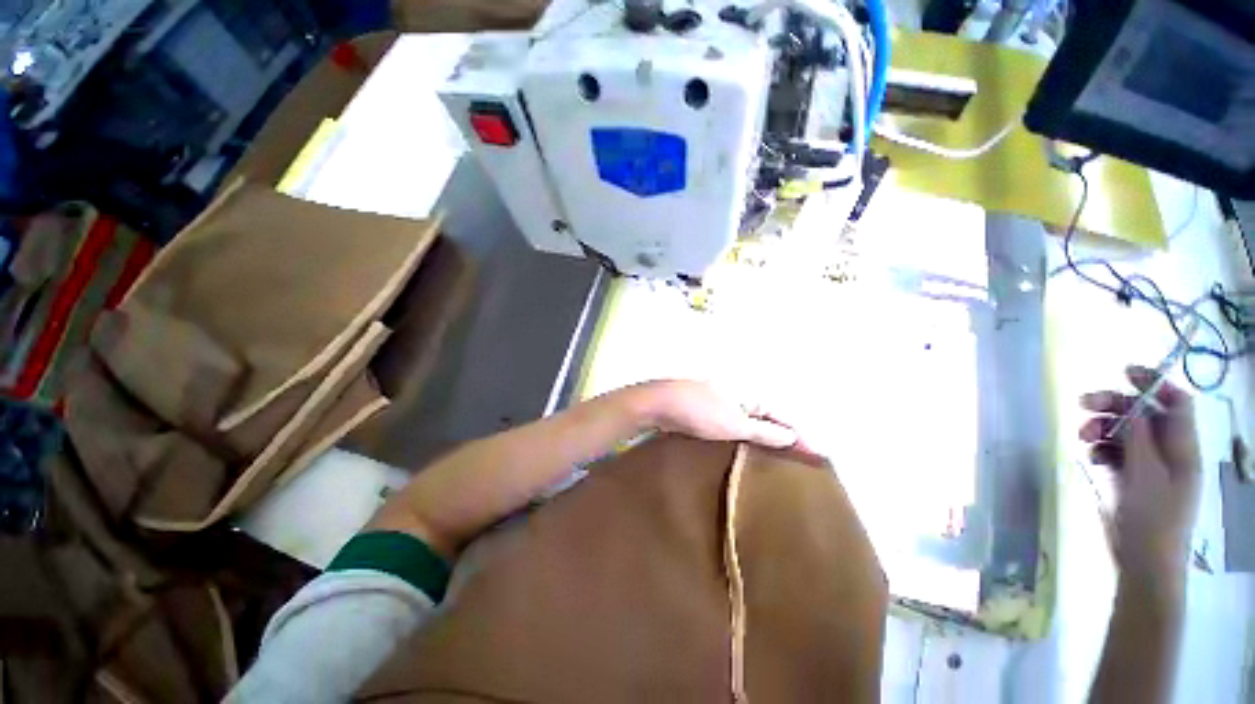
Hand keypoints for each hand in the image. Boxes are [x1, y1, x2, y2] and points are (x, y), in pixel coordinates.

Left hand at [644, 380, 800, 449]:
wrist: (662, 404)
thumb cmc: (700, 412)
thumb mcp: (735, 424)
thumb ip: (764, 431)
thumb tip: (792, 436)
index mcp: (751, 395)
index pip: (783, 417)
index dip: (801, 436)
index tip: (819, 454)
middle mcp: (741, 394)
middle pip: (770, 417)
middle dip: (785, 436)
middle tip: (801, 458)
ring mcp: (724, 401)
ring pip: (752, 421)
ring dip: (766, 436)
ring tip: (780, 457)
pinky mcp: (710, 409)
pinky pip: (735, 424)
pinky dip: (746, 436)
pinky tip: (747, 449)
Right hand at [1079, 366, 1200, 581]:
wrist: (1143, 563)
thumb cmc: (1153, 518)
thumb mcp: (1146, 475)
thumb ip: (1141, 438)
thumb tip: (1134, 405)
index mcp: (1182, 448)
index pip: (1176, 402)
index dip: (1154, 383)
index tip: (1123, 373)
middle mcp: (1167, 451)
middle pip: (1144, 414)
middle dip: (1114, 405)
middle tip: (1083, 404)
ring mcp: (1148, 466)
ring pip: (1125, 433)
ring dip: (1102, 428)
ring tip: (1081, 437)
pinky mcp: (1130, 478)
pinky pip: (1115, 452)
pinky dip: (1100, 449)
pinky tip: (1089, 456)